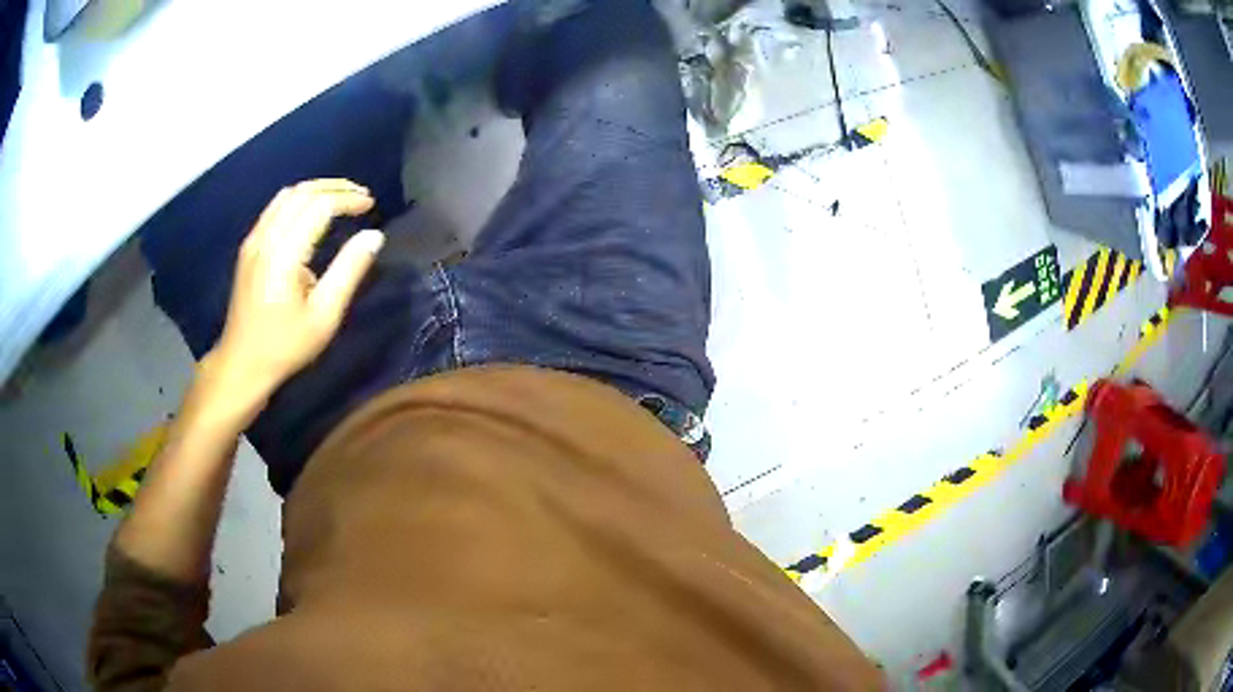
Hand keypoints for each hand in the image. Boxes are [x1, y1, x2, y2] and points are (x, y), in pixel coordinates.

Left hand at [207, 179, 384, 412]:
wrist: (241, 364)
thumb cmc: (285, 346)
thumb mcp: (324, 316)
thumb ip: (349, 271)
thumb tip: (374, 236)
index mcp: (284, 254)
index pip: (319, 206)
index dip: (348, 199)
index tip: (371, 205)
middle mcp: (266, 238)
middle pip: (302, 192)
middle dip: (335, 187)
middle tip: (361, 196)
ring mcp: (254, 241)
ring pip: (287, 196)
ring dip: (316, 190)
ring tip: (341, 198)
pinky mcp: (249, 248)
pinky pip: (275, 208)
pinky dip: (299, 200)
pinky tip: (311, 213)